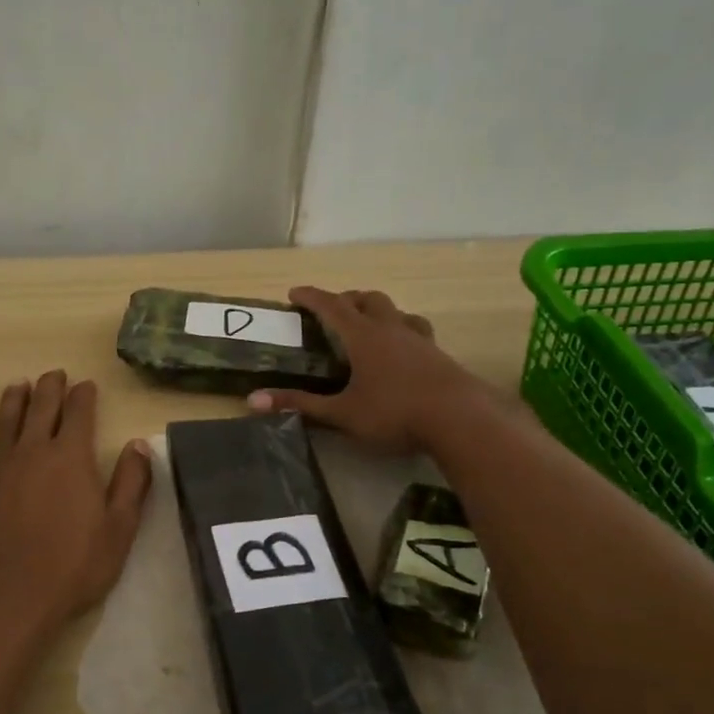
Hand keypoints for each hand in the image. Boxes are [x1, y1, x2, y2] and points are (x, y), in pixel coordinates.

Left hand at [0, 371, 152, 642]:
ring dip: (13, 400)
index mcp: (71, 457)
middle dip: (50, 387)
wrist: (5, 601)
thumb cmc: (71, 568)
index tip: (87, 384)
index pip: (79, 412)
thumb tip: (139, 444)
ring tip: (19, 385)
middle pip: (41, 408)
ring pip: (4, 422)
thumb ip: (132, 483)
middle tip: (55, 374)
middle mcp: (31, 451)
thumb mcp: (119, 530)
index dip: (84, 395)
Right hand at [248, 287, 488, 453]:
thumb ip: (300, 405)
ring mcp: (419, 340)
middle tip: (332, 310)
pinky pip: (416, 330)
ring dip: (378, 311)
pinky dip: (401, 330)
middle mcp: (391, 329)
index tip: (294, 293)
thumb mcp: (342, 413)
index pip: (332, 306)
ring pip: (396, 311)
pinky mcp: (439, 355)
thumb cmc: (395, 413)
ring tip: (368, 324)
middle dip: (347, 299)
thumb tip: (253, 400)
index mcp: (364, 336)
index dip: (311, 297)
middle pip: (368, 299)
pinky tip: (403, 350)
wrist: (461, 420)